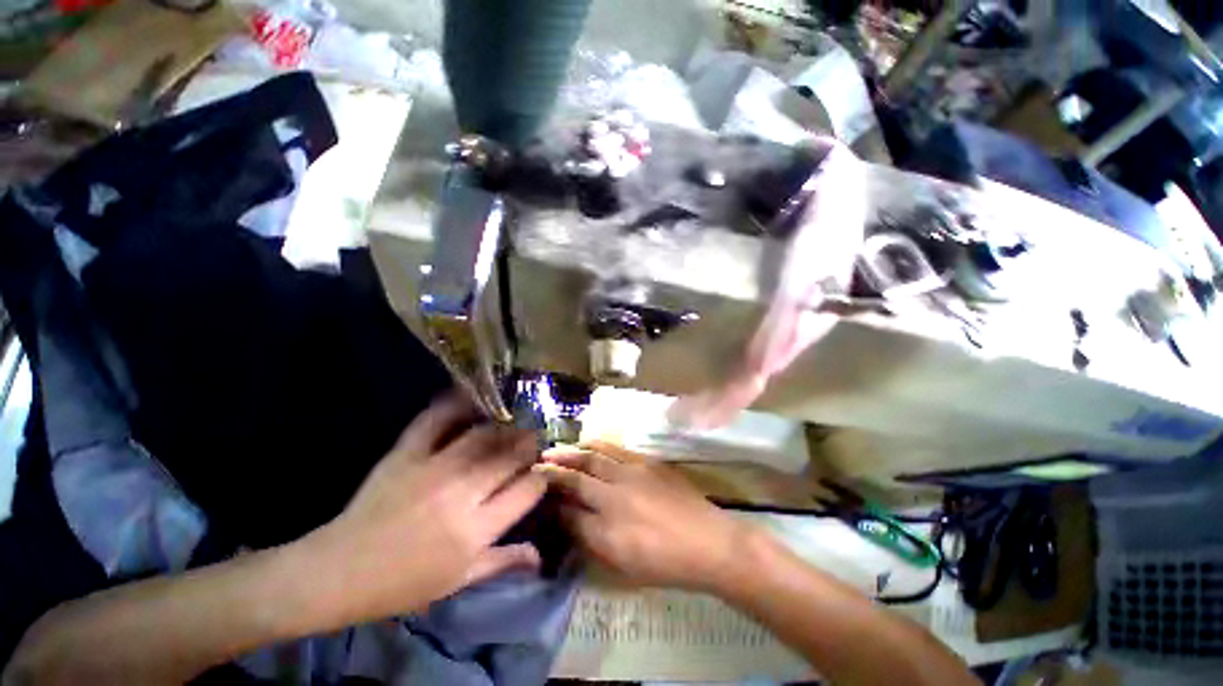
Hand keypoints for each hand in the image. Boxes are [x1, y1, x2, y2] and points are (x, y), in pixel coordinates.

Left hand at [307, 394, 545, 622]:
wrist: (338, 572)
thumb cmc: (402, 584)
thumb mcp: (459, 581)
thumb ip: (503, 561)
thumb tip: (540, 555)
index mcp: (476, 529)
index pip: (528, 488)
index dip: (541, 478)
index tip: (539, 474)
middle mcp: (461, 493)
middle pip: (512, 454)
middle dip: (530, 445)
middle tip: (533, 442)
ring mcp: (433, 468)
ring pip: (485, 433)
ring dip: (505, 426)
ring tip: (512, 424)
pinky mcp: (406, 453)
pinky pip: (436, 419)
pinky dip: (456, 403)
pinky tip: (473, 397)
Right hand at [540, 441, 748, 591]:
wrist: (708, 541)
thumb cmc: (665, 563)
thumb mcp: (623, 564)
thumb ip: (591, 539)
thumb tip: (568, 518)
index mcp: (608, 531)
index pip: (568, 512)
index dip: (550, 502)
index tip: (537, 493)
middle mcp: (615, 497)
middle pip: (576, 479)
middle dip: (553, 471)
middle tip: (536, 464)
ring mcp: (632, 474)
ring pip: (593, 458)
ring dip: (571, 453)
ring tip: (554, 450)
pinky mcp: (646, 462)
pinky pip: (615, 449)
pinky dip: (597, 445)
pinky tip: (587, 443)